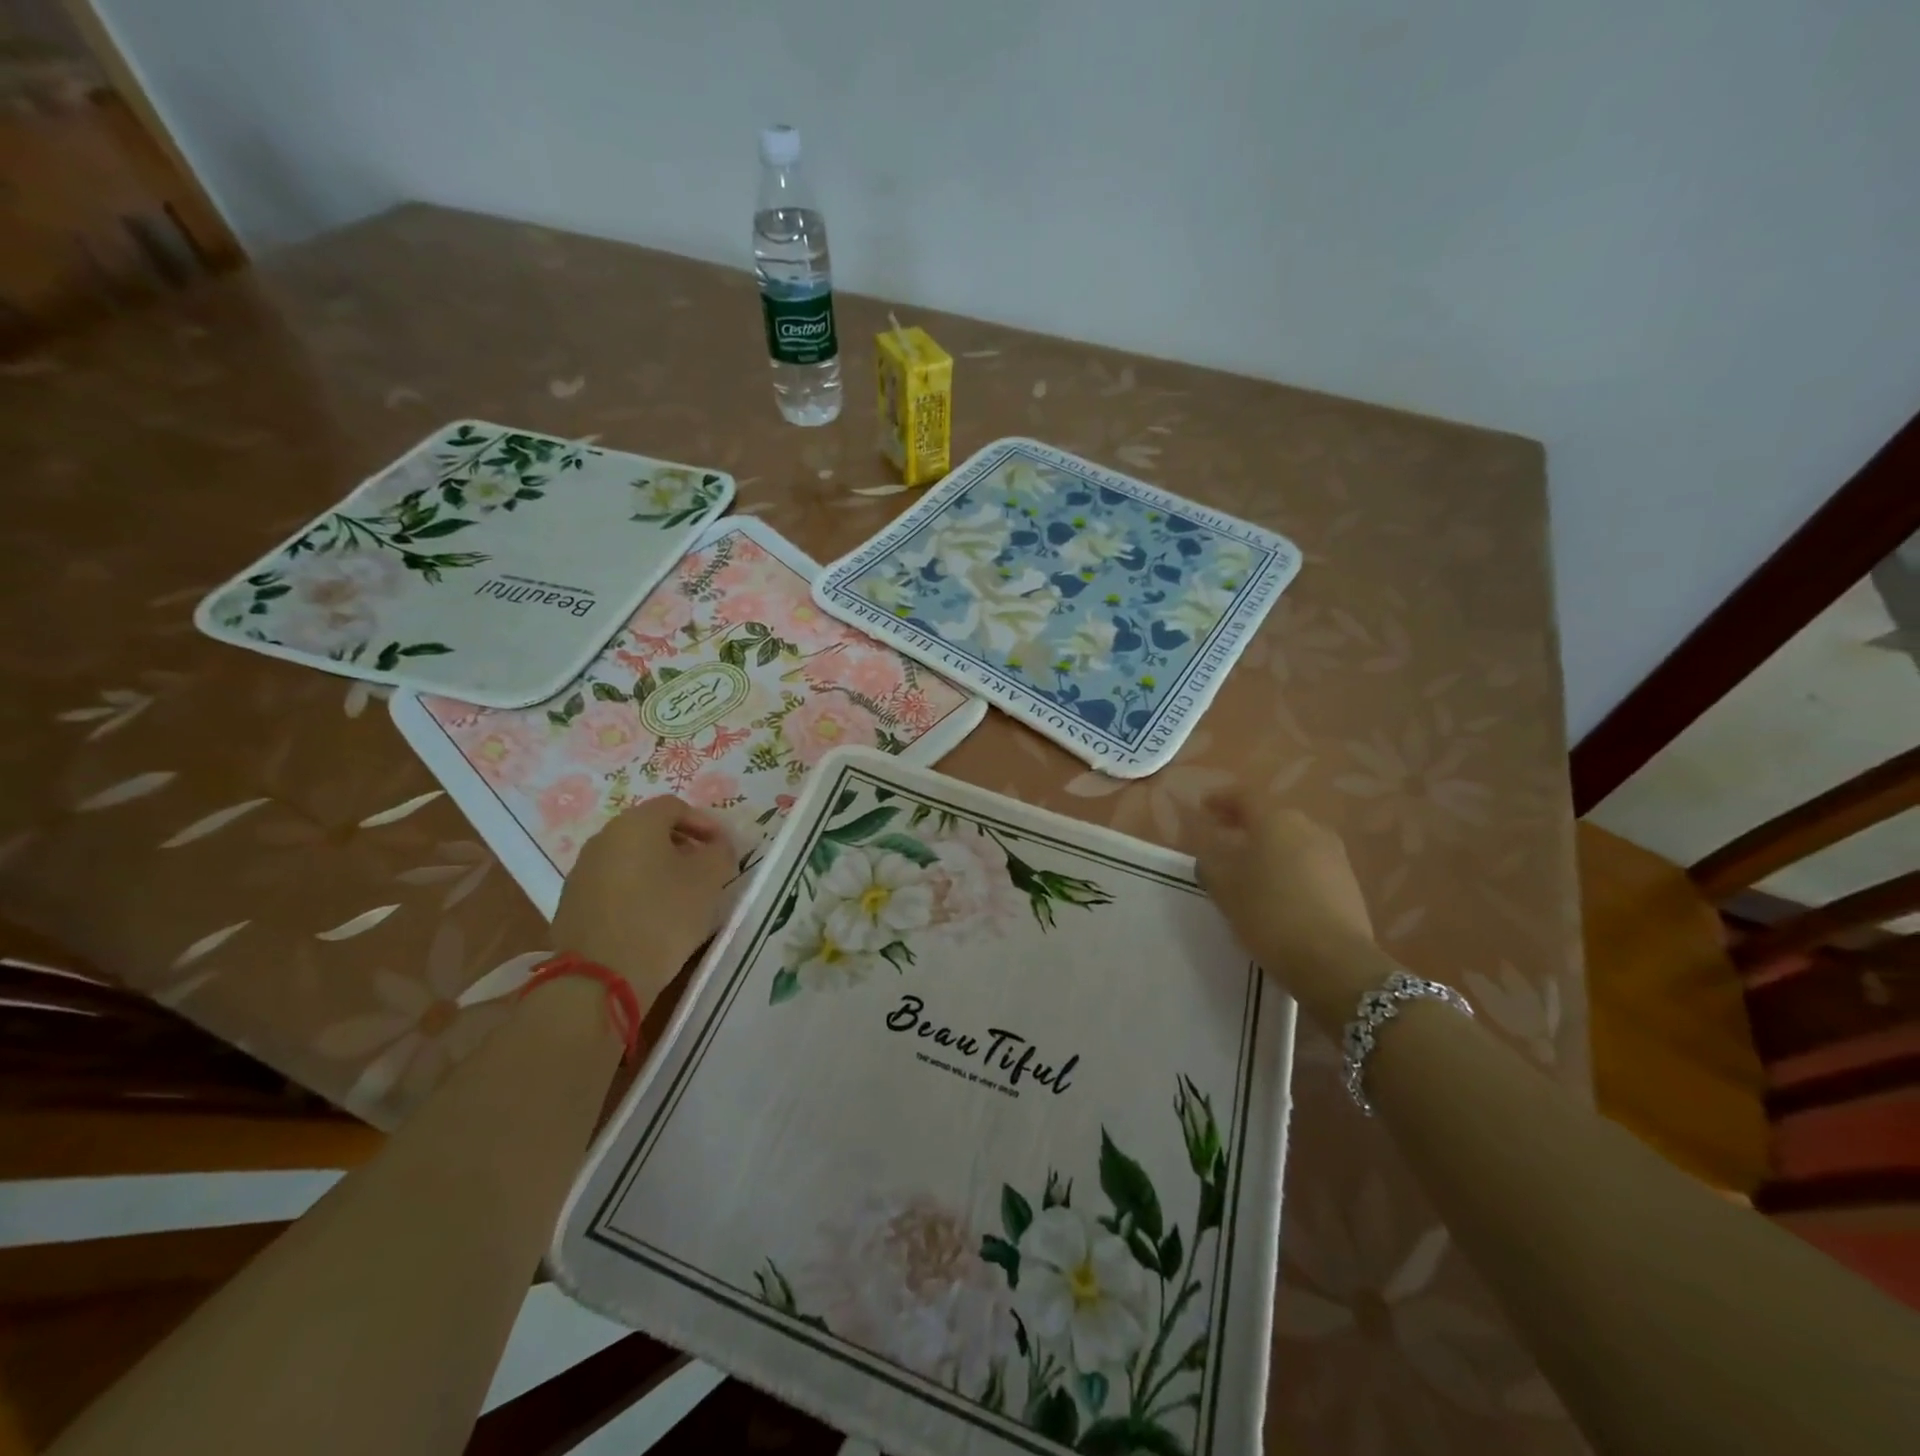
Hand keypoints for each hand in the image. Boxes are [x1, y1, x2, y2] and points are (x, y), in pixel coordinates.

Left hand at [551, 797, 735, 1002]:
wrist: (600, 977)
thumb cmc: (662, 916)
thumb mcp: (710, 879)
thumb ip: (720, 852)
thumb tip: (716, 846)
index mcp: (636, 823)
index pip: (675, 807)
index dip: (704, 823)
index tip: (722, 849)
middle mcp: (604, 838)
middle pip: (649, 830)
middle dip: (681, 845)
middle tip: (705, 870)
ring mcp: (582, 871)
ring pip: (630, 858)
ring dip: (657, 869)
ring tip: (680, 897)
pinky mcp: (572, 902)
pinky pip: (613, 884)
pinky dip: (636, 890)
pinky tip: (651, 918)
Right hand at [1189, 785, 1389, 1029]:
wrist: (1334, 962)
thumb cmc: (1269, 914)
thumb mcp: (1224, 889)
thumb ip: (1211, 863)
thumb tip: (1211, 854)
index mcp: (1276, 821)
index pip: (1244, 798)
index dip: (1221, 800)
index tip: (1204, 807)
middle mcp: (1309, 828)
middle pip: (1272, 818)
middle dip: (1247, 825)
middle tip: (1225, 837)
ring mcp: (1334, 854)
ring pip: (1293, 841)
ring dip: (1270, 848)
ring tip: (1250, 868)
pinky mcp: (1348, 882)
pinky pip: (1310, 864)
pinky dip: (1290, 868)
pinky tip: (1278, 890)